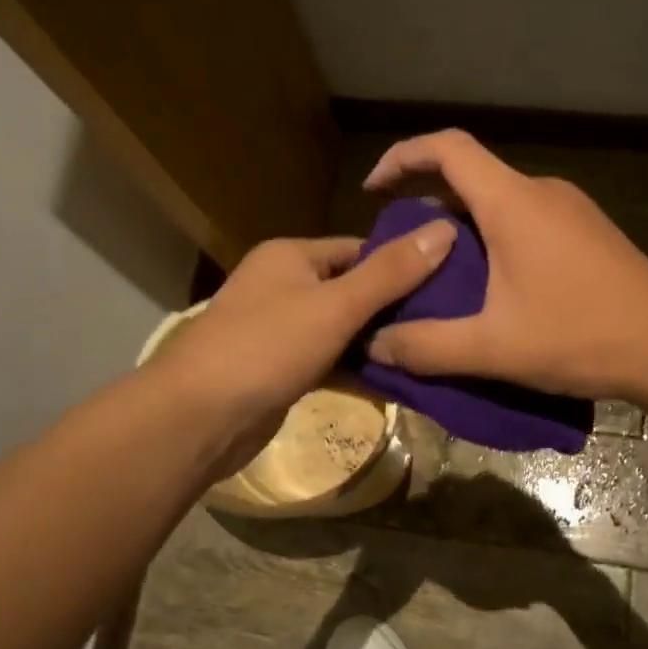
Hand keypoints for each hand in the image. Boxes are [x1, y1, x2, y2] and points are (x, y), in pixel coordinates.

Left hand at [148, 223, 456, 472]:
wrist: (199, 418)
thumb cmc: (267, 347)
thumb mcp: (336, 306)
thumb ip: (391, 272)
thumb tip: (444, 229)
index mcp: (290, 256)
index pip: (359, 249)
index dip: (402, 263)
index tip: (448, 283)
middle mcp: (283, 285)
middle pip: (351, 290)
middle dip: (394, 309)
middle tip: (446, 324)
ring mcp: (279, 330)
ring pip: (341, 329)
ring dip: (377, 343)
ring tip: (431, 353)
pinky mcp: (279, 369)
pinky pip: (328, 361)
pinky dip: (356, 370)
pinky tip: (396, 383)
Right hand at [362, 130, 647, 400]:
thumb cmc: (580, 336)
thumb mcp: (493, 348)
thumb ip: (426, 346)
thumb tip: (374, 346)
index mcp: (513, 202)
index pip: (448, 147)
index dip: (402, 156)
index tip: (374, 190)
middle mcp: (541, 192)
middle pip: (470, 174)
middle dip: (426, 202)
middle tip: (400, 249)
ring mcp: (570, 210)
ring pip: (498, 200)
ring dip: (461, 225)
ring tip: (439, 273)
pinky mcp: (588, 232)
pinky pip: (525, 218)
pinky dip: (493, 237)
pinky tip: (491, 285)